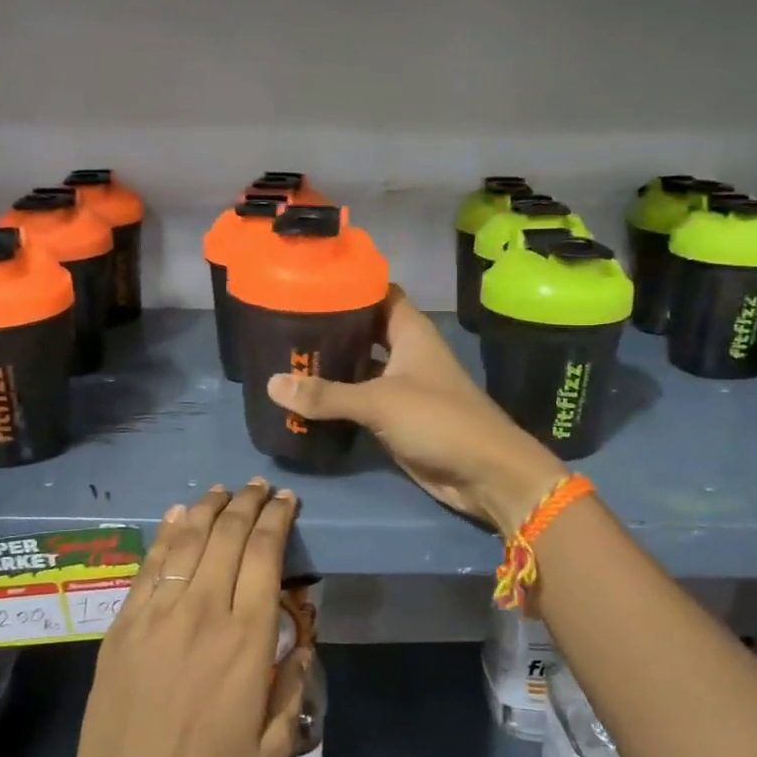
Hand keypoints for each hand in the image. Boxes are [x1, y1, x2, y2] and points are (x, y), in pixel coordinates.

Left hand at [70, 479, 312, 756]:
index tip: (286, 500)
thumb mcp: (273, 749)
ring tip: (223, 491)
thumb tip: (301, 643)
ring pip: (187, 540)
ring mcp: (157, 614)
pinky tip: (178, 515)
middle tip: (259, 487)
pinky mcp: (125, 624)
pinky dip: (167, 533)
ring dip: (208, 509)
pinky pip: (149, 564)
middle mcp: (203, 612)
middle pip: (228, 536)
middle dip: (248, 504)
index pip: (265, 556)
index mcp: (246, 640)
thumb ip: (293, 688)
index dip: (277, 519)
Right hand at [266, 288, 567, 534]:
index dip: (348, 284)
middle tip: (284, 323)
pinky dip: (337, 399)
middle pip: (364, 330)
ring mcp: (402, 386)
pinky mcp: (396, 418)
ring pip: (360, 366)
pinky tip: (304, 398)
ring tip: (285, 356)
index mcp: (410, 332)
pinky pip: (360, 400)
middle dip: (330, 327)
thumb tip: (273, 383)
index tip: (307, 282)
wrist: (484, 473)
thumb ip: (326, 395)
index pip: (378, 293)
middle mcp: (406, 353)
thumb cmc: (439, 420)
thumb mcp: (379, 402)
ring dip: (330, 365)